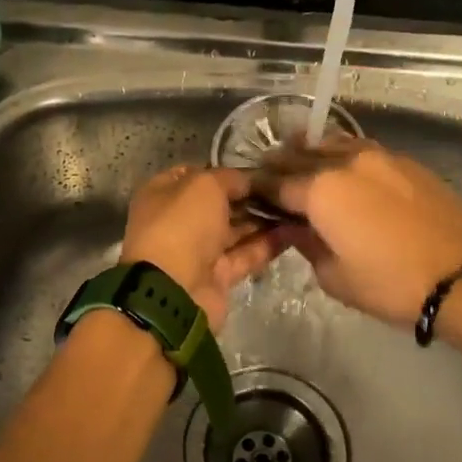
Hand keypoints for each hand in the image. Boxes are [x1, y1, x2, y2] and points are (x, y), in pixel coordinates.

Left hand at [120, 164, 284, 328]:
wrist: (174, 291)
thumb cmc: (182, 225)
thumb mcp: (205, 185)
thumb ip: (230, 178)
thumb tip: (249, 180)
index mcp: (164, 194)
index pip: (198, 175)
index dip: (228, 172)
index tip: (262, 170)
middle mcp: (179, 221)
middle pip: (219, 204)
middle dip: (250, 197)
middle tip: (286, 189)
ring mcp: (198, 251)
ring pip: (235, 230)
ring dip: (263, 220)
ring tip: (296, 208)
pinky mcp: (218, 276)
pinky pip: (245, 255)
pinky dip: (267, 245)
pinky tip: (294, 232)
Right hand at [255, 135, 461, 325]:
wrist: (460, 276)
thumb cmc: (389, 284)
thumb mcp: (334, 278)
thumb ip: (307, 245)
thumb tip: (298, 228)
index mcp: (320, 191)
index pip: (276, 183)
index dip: (260, 190)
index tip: (251, 194)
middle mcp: (345, 163)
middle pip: (301, 155)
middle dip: (281, 165)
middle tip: (271, 174)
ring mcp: (379, 157)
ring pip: (334, 144)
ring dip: (313, 152)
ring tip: (305, 162)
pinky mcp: (406, 162)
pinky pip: (363, 150)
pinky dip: (345, 156)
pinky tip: (347, 170)